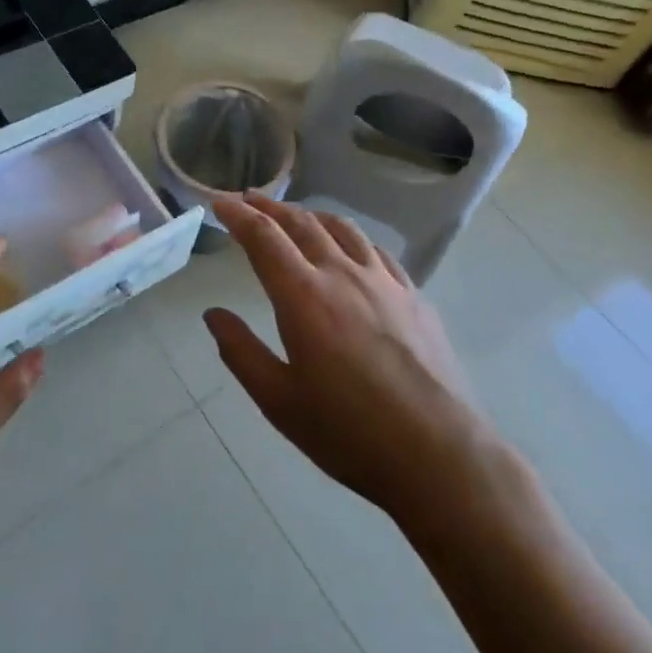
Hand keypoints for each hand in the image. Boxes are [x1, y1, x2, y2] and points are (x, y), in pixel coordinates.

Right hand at [206, 195, 491, 522]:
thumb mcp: (279, 401)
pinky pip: (376, 251)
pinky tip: (351, 249)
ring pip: (342, 229)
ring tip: (296, 216)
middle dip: (270, 207)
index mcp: (303, 296)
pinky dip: (351, 238)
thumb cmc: (349, 432)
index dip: (238, 215)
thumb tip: (213, 314)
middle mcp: (342, 274)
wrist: (438, 452)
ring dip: (311, 215)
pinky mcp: (414, 296)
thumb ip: (241, 352)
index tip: (219, 203)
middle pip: (302, 223)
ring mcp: (384, 282)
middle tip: (249, 200)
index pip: (263, 238)